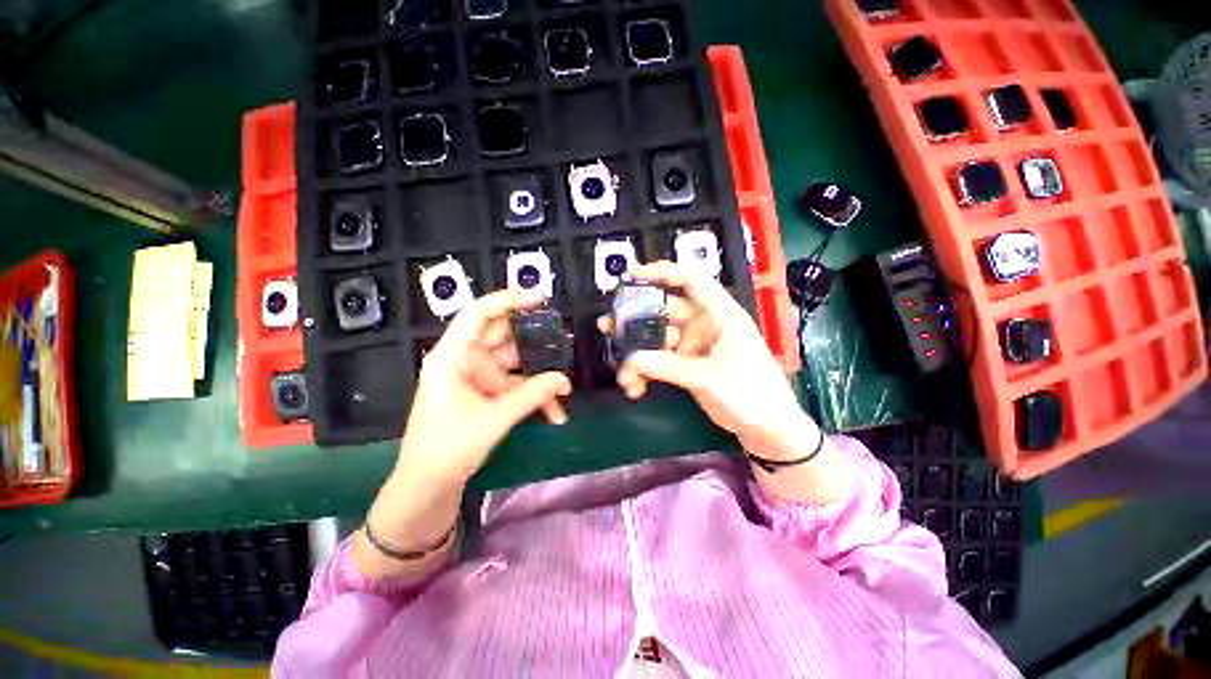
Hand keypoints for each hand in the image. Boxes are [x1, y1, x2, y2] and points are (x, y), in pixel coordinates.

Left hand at [398, 289, 572, 485]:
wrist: (428, 485)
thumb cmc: (449, 447)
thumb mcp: (495, 418)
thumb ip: (532, 395)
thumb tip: (565, 380)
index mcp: (453, 355)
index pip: (479, 314)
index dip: (508, 300)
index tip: (540, 299)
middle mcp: (465, 359)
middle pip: (504, 338)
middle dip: (536, 344)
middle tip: (564, 344)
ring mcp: (476, 376)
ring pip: (514, 365)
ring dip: (539, 378)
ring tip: (565, 390)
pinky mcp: (485, 392)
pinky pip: (513, 385)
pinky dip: (532, 395)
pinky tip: (554, 412)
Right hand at [598, 261, 816, 461]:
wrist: (766, 428)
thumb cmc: (751, 392)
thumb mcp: (708, 376)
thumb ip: (667, 366)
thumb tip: (631, 358)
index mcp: (719, 314)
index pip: (690, 280)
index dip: (662, 272)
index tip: (632, 275)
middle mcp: (704, 325)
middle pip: (664, 312)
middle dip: (635, 320)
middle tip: (607, 326)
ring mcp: (694, 346)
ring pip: (657, 341)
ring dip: (637, 355)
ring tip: (624, 377)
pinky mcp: (687, 366)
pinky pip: (660, 362)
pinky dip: (646, 372)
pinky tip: (636, 387)